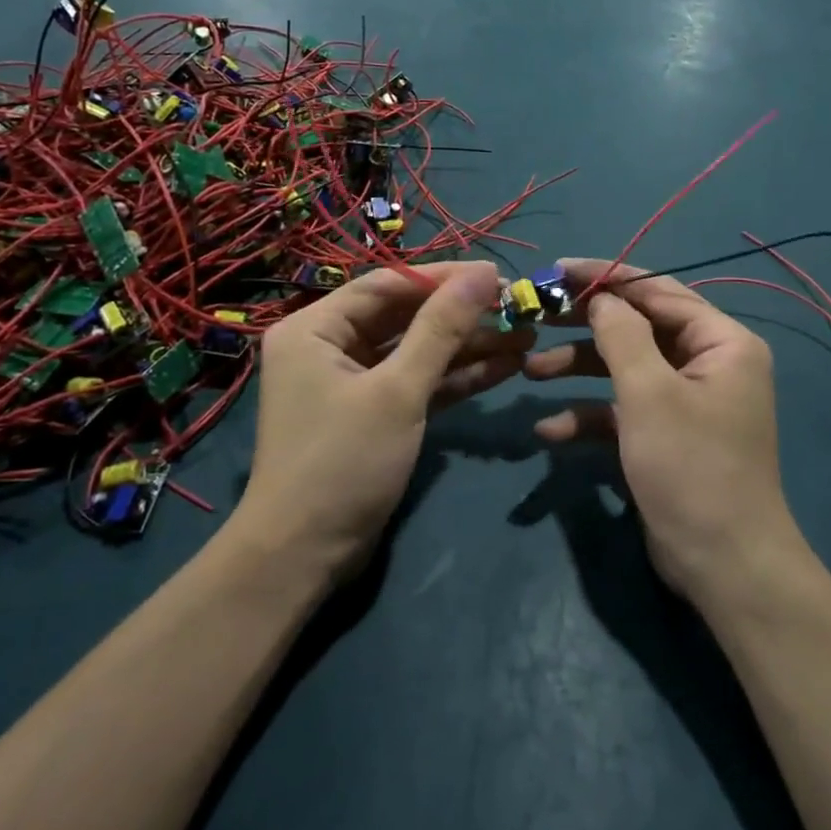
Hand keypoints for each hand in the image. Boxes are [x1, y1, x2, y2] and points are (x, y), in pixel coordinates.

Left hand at [235, 261, 523, 583]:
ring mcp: (353, 383)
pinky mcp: (373, 414)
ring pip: (416, 352)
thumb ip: (442, 329)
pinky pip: (417, 383)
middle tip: (517, 308)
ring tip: (525, 337)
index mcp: (315, 328)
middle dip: (462, 316)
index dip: (442, 278)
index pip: (387, 285)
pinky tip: (504, 367)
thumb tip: (483, 272)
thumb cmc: (342, 462)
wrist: (304, 557)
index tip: (496, 275)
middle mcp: (329, 347)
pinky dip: (455, 377)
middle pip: (405, 317)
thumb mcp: (397, 391)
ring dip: (467, 347)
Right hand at [523, 260, 796, 601]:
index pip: (657, 290)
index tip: (557, 270)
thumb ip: (621, 334)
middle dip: (585, 325)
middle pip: (637, 326)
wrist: (723, 565)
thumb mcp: (649, 392)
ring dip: (578, 369)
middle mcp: (707, 362)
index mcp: (720, 341)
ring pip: (624, 368)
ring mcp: (685, 400)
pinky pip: (623, 409)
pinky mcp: (665, 434)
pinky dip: (589, 415)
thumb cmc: (691, 467)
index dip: (606, 277)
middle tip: (536, 315)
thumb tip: (601, 297)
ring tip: (529, 371)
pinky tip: (550, 430)